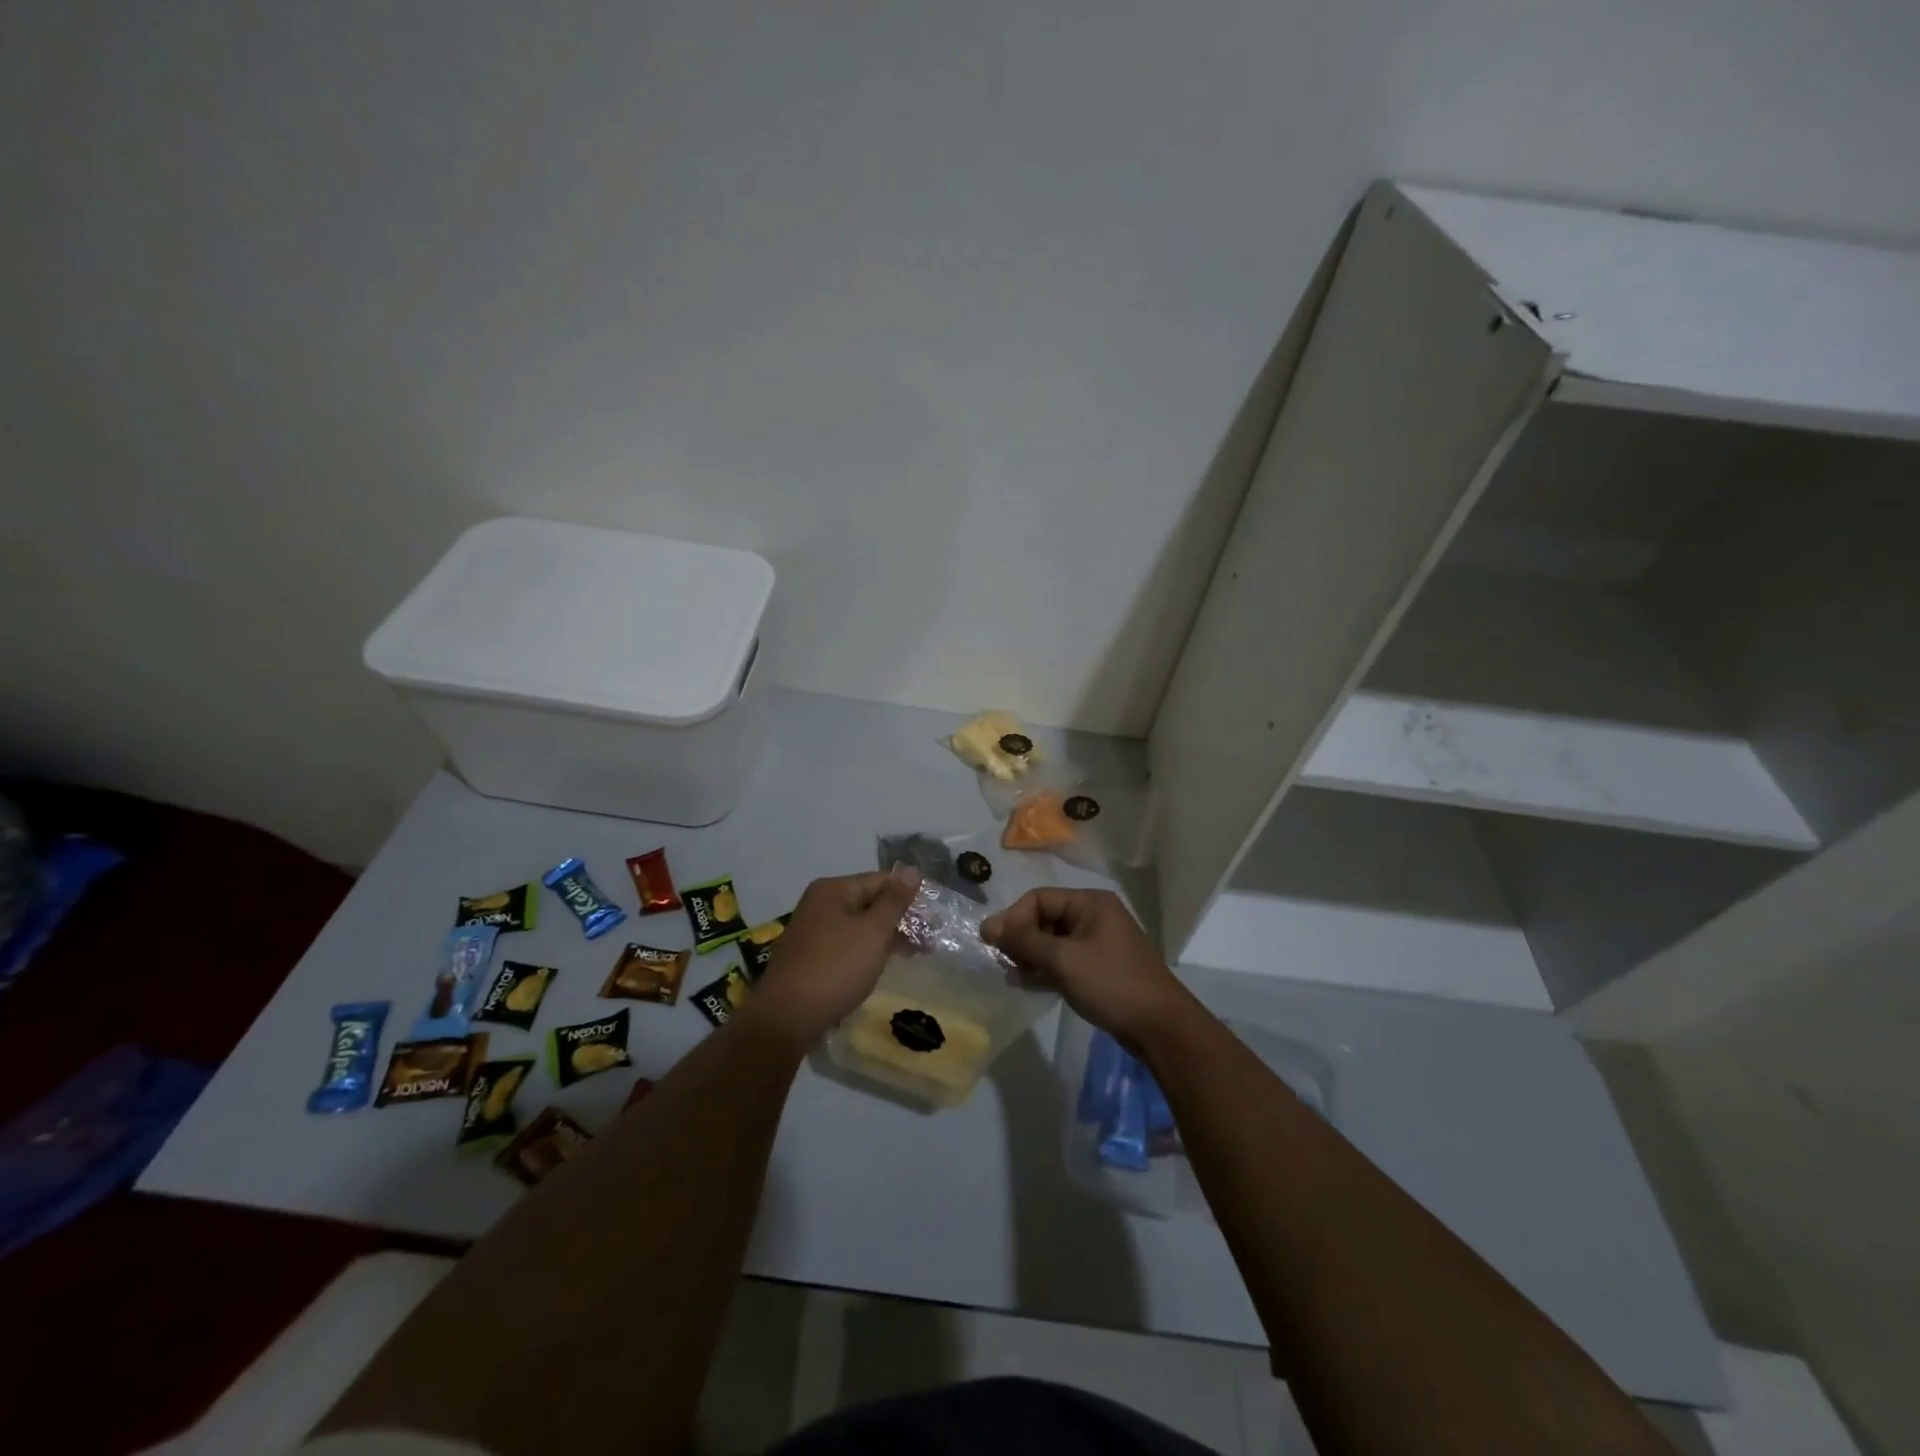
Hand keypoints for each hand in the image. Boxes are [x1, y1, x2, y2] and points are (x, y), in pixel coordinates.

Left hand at [740, 867, 920, 1049]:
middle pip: (870, 902)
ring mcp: (812, 931)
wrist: (786, 1018)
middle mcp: (819, 904)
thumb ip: (894, 901)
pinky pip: (847, 945)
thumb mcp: (873, 932)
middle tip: (930, 940)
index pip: (881, 881)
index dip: (909, 896)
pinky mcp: (810, 957)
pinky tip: (882, 965)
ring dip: (887, 937)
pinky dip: (867, 951)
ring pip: (859, 926)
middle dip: (900, 919)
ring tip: (914, 954)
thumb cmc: (836, 968)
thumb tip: (912, 870)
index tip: (935, 917)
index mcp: (833, 890)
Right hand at [982, 888, 1196, 1052]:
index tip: (994, 945)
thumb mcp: (1063, 960)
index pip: (1039, 899)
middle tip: (1004, 964)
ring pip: (1052, 941)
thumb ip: (1024, 941)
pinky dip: (1046, 969)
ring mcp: (1098, 942)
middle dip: (1021, 939)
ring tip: (1014, 977)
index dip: (1013, 919)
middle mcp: (1094, 916)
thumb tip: (987, 926)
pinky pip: (1064, 959)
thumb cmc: (1111, 984)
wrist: (1160, 1027)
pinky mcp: (1100, 967)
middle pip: (1044, 918)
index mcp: (1090, 902)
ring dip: (1031, 956)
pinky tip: (1029, 985)